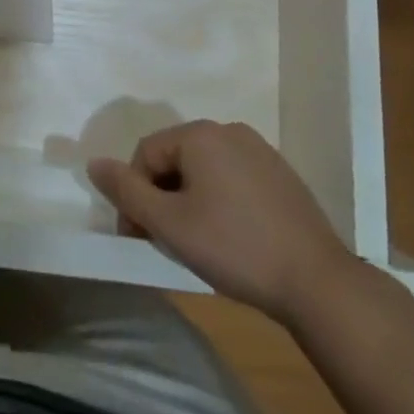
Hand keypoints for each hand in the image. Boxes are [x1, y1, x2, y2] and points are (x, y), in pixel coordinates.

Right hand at [88, 120, 354, 322]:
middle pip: (176, 158)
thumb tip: (93, 163)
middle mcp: (228, 129)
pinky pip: (234, 178)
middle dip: (163, 197)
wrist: (319, 283)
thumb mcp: (170, 224)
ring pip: (205, 169)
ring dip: (190, 199)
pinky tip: (233, 237)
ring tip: (199, 242)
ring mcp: (259, 150)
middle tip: (167, 242)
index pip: (146, 154)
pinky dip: (222, 201)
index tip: (138, 237)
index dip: (134, 195)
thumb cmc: (236, 248)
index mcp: (199, 134)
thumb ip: (127, 191)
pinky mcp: (281, 174)